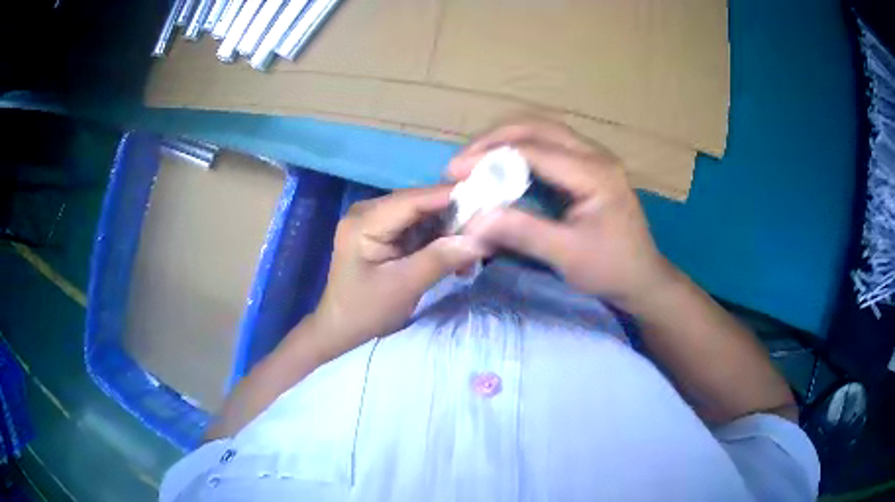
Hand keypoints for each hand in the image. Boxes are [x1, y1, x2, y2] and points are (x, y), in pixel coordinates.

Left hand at [309, 186, 486, 358]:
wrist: (341, 328)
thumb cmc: (365, 310)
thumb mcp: (404, 287)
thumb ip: (440, 259)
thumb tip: (480, 240)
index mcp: (365, 221)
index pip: (413, 199)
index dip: (450, 197)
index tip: (488, 202)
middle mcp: (369, 211)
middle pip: (420, 204)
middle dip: (454, 217)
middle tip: (487, 233)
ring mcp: (377, 221)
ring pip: (423, 215)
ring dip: (450, 231)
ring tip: (474, 252)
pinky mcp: (386, 233)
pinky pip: (419, 228)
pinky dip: (439, 241)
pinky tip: (457, 259)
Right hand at [449, 119, 671, 305]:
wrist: (642, 278)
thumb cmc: (611, 269)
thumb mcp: (567, 255)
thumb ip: (523, 232)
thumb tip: (474, 220)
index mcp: (594, 173)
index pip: (534, 150)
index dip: (490, 156)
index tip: (455, 171)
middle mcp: (595, 155)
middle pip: (539, 127)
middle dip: (495, 138)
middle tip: (463, 159)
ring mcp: (594, 158)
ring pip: (544, 131)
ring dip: (507, 140)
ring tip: (477, 158)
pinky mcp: (589, 168)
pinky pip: (550, 146)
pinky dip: (521, 150)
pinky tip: (503, 166)